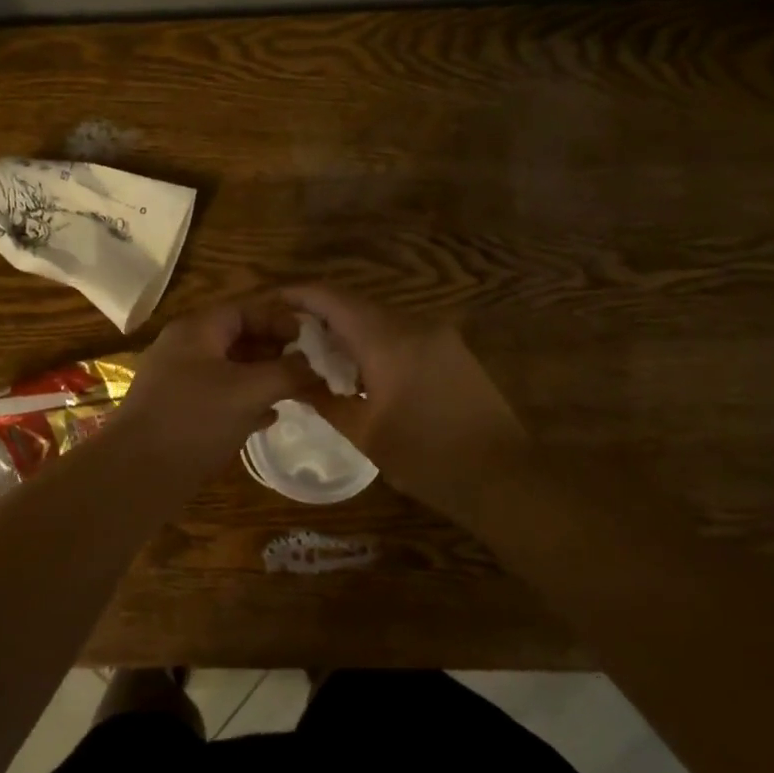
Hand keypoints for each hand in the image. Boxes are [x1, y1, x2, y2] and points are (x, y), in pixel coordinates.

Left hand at [116, 299, 318, 478]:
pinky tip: (268, 418)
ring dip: (263, 378)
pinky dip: (245, 402)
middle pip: (237, 338)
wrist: (138, 473)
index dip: (279, 320)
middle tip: (307, 368)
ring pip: (230, 370)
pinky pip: (220, 397)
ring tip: (295, 392)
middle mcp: (185, 349)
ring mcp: (179, 382)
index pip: (244, 309)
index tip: (309, 340)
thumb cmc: (195, 419)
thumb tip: (314, 365)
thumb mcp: (249, 391)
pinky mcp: (180, 412)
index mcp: (197, 330)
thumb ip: (286, 373)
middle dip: (274, 351)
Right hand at [281, 285, 528, 523]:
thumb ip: (325, 400)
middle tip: (288, 338)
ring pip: (379, 318)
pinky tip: (362, 371)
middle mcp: (414, 324)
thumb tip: (296, 382)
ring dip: (348, 331)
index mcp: (387, 340)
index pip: (331, 298)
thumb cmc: (427, 459)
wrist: (504, 477)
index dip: (296, 294)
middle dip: (319, 316)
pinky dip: (374, 342)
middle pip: (355, 304)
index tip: (269, 302)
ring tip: (320, 358)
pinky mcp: (453, 349)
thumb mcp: (366, 433)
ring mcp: (439, 334)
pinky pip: (402, 332)